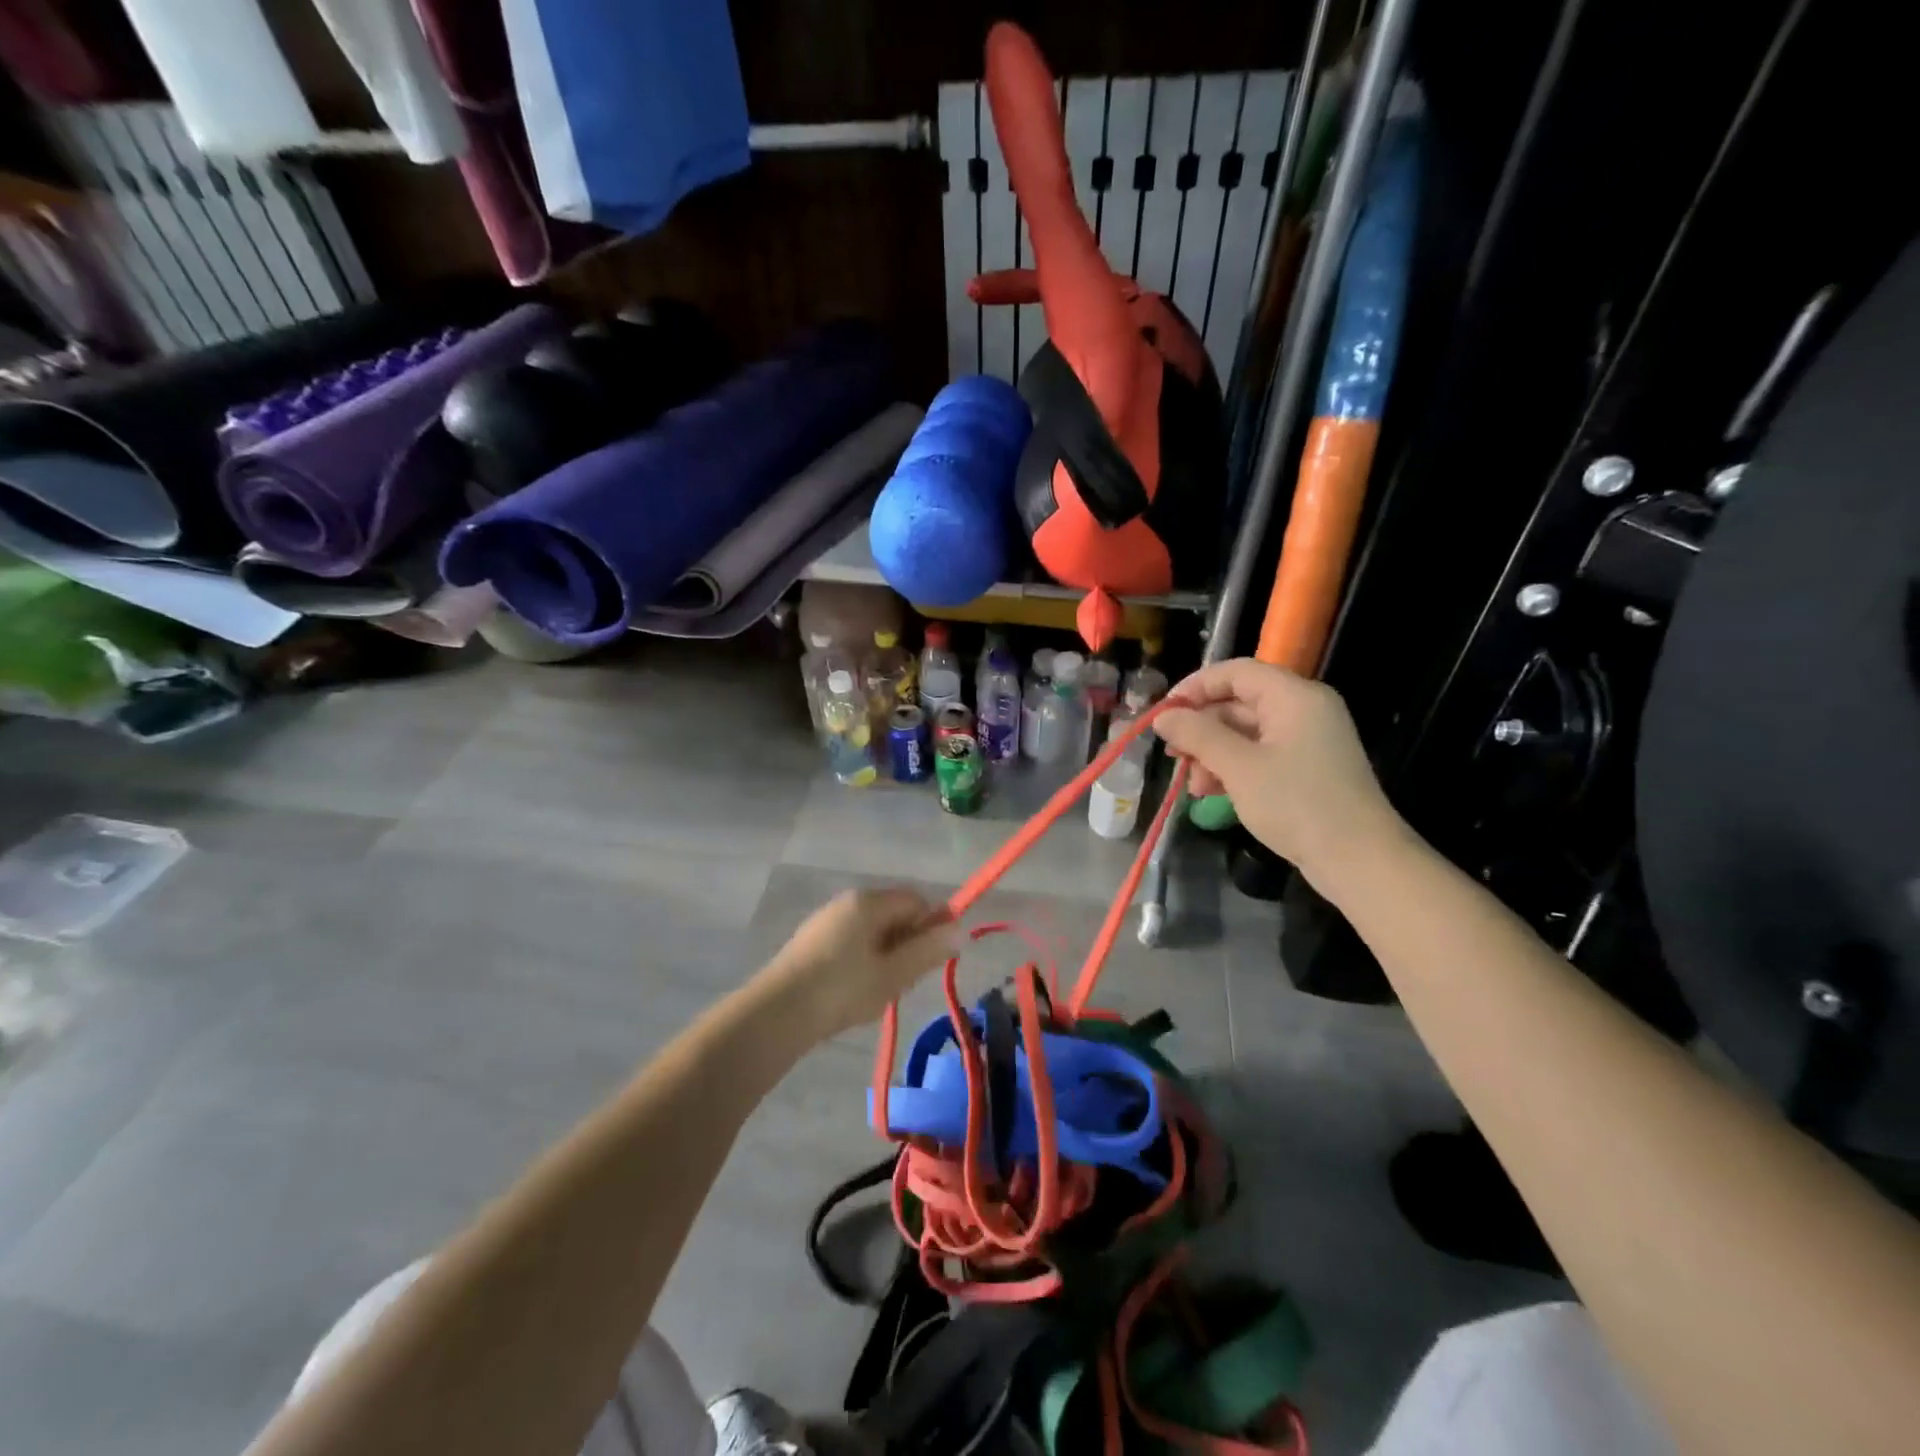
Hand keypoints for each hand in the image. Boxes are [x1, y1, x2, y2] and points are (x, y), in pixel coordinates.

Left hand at [757, 888, 958, 1040]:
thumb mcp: (894, 974)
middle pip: (894, 913)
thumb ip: (929, 950)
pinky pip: (851, 941)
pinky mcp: (810, 941)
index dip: (932, 926)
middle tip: (904, 981)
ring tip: (878, 991)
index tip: (932, 960)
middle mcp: (847, 901)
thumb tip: (962, 929)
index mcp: (869, 901)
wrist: (776, 1013)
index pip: (916, 900)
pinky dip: (862, 961)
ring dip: (885, 956)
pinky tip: (853, 991)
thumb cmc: (842, 989)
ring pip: (872, 931)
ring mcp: (826, 919)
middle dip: (907, 944)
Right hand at [1153, 659, 1403, 888]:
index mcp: (1294, 696)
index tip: (1163, 714)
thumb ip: (1197, 735)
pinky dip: (1232, 769)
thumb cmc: (1297, 803)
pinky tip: (1210, 793)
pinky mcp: (1305, 770)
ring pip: (1244, 733)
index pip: (1236, 672)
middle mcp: (1302, 710)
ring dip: (1212, 754)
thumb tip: (1163, 716)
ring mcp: (1306, 742)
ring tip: (1193, 785)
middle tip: (1172, 755)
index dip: (1195, 687)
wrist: (1358, 859)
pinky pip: (1259, 756)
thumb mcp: (1238, 766)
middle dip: (1201, 729)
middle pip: (1238, 703)